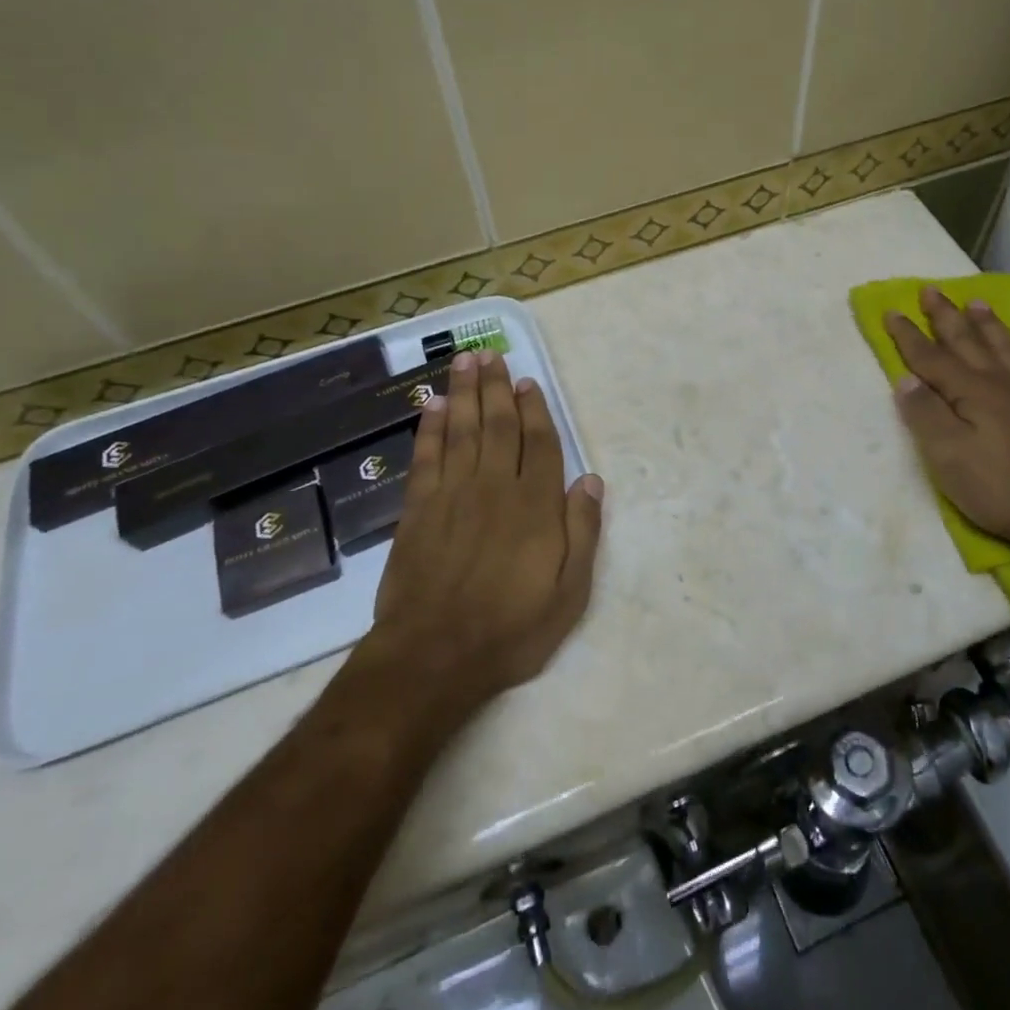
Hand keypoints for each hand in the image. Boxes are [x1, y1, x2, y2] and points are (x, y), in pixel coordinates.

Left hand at [368, 349, 603, 711]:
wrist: (434, 656)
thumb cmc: (511, 628)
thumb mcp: (569, 592)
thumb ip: (582, 531)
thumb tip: (592, 479)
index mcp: (535, 505)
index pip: (539, 444)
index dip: (535, 410)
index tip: (528, 382)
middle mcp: (494, 487)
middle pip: (497, 425)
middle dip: (496, 387)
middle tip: (492, 353)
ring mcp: (452, 495)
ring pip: (461, 430)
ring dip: (464, 392)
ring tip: (465, 361)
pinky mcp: (417, 510)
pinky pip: (426, 457)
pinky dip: (430, 427)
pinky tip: (432, 405)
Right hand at [886, 286, 1009, 559]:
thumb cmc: (1002, 490)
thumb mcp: (949, 459)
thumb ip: (925, 415)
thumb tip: (905, 378)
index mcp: (971, 392)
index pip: (930, 358)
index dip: (908, 335)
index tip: (892, 311)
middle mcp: (1003, 381)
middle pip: (968, 341)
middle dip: (946, 316)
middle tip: (931, 290)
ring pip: (1007, 346)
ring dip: (989, 324)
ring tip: (976, 302)